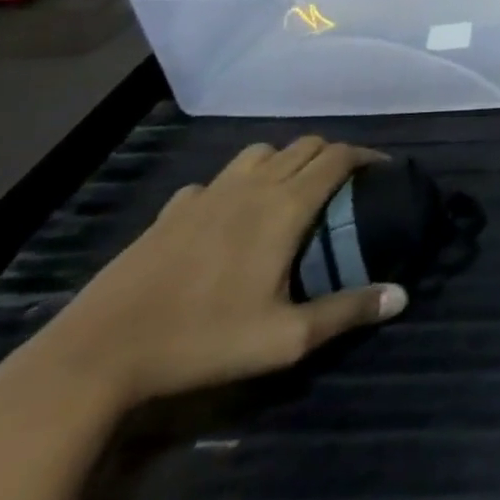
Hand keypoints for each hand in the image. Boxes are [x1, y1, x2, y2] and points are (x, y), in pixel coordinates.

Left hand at [2, 138, 406, 412]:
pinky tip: (231, 214)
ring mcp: (207, 194)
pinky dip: (238, 183)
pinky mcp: (172, 210)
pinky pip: (217, 179)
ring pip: (260, 152)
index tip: (383, 171)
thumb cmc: (202, 341)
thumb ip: (347, 312)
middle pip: (304, 145)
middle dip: (332, 154)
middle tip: (346, 183)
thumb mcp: (285, 338)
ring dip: (286, 159)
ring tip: (293, 189)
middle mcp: (251, 186)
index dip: (366, 156)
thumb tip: (401, 296)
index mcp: (284, 206)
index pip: (337, 157)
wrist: (98, 354)